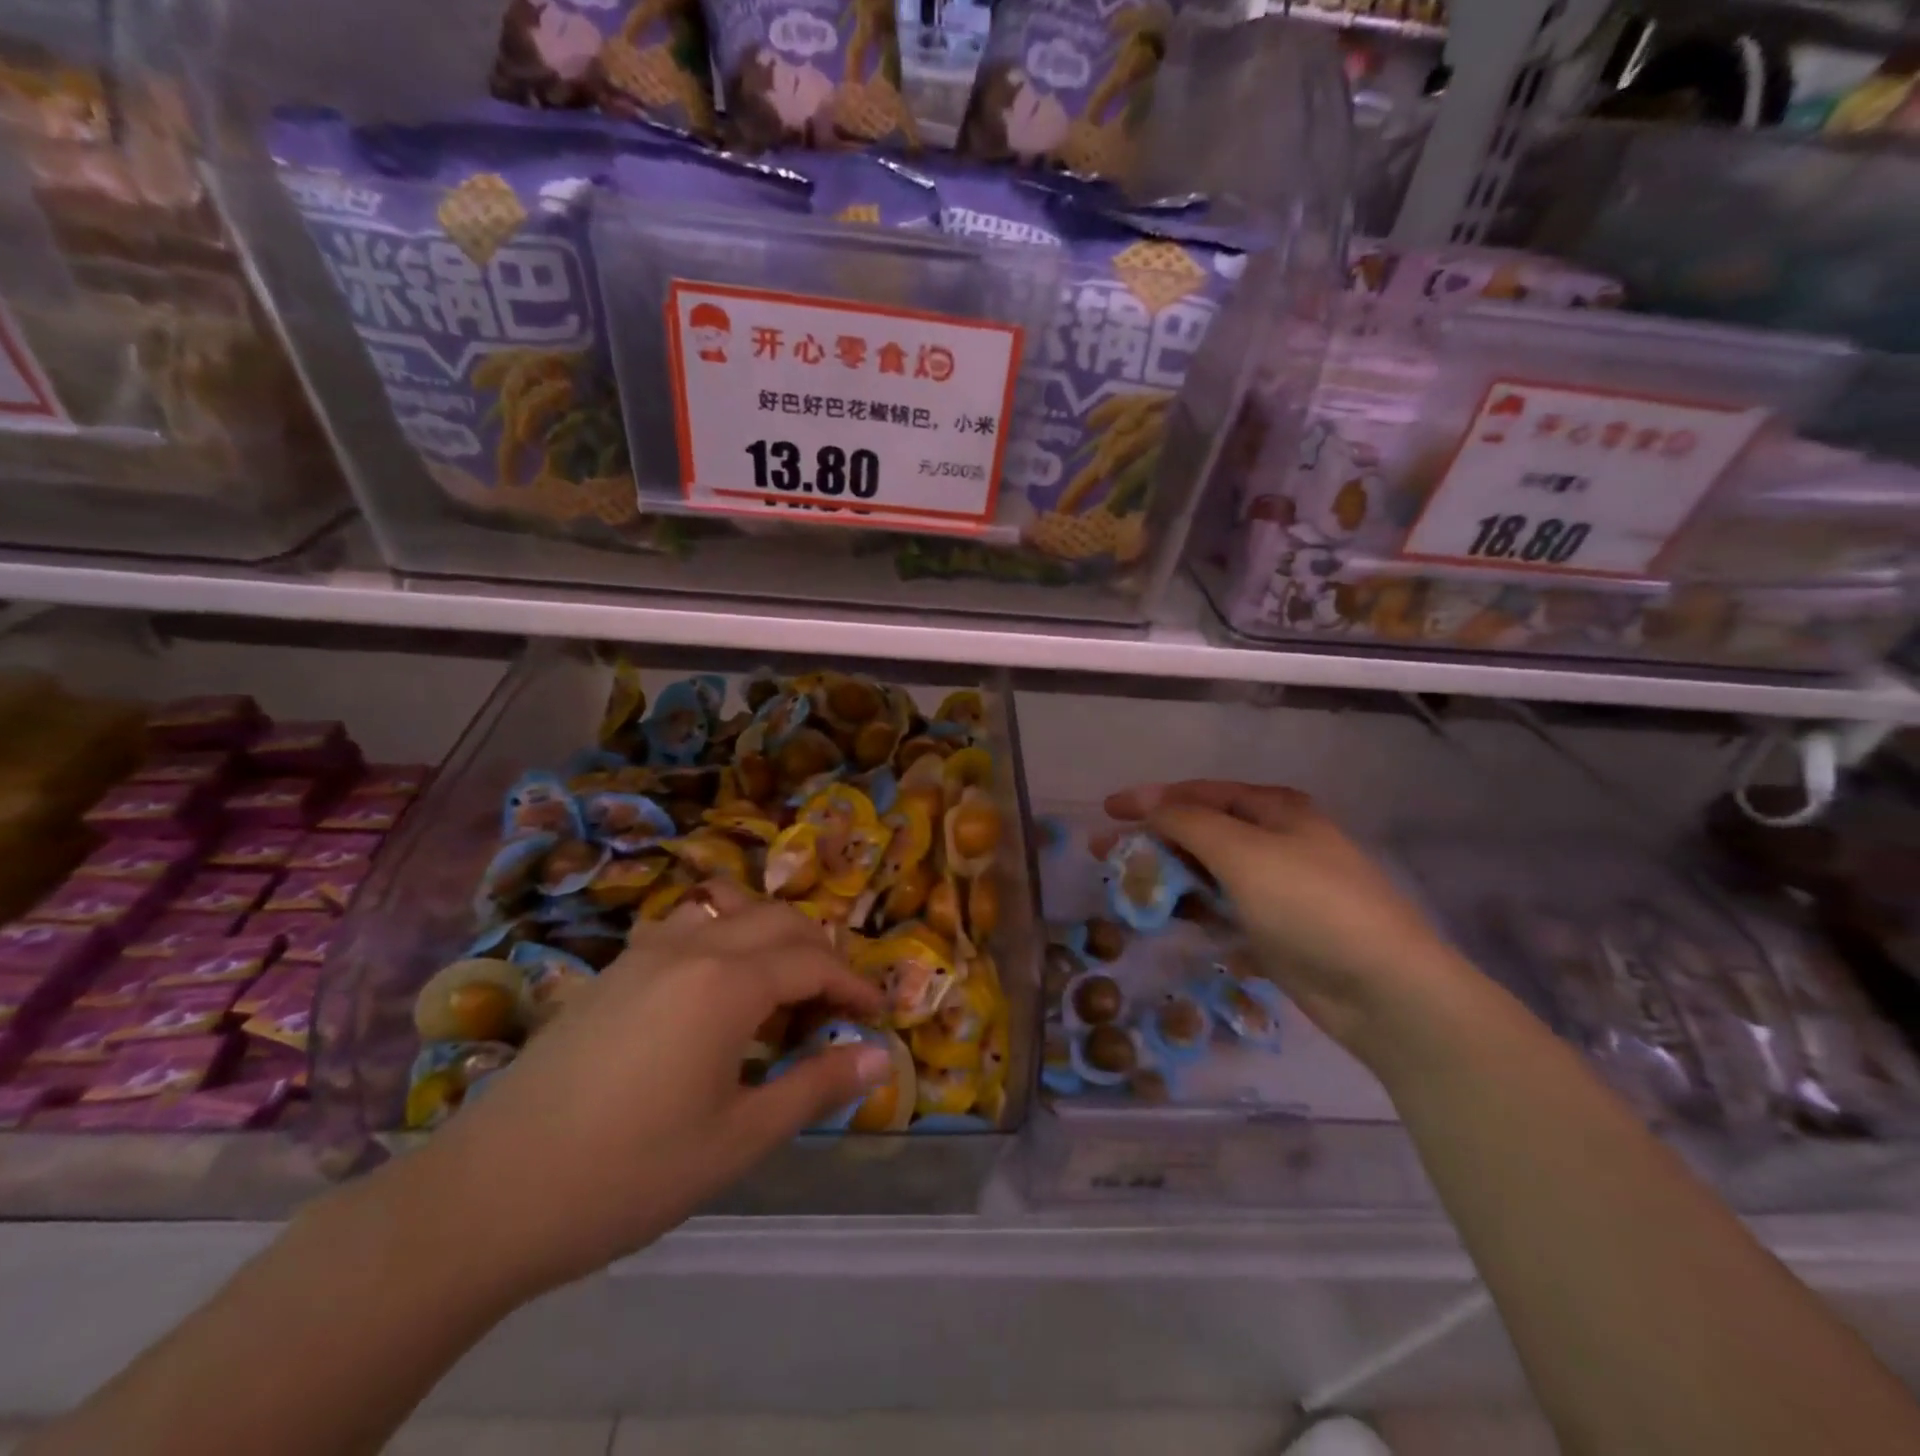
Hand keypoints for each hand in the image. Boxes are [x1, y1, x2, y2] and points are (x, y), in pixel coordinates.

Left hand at [414, 884, 887, 1298]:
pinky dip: (723, 937)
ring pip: (728, 910)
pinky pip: (686, 926)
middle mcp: (690, 947)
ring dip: (769, 934)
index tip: (876, 1014)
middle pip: (776, 920)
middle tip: (836, 1003)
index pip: (812, 961)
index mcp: (727, 982)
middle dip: (819, 951)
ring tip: (782, 984)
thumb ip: (815, 1087)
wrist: (488, 1195)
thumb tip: (881, 1056)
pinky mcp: (612, 970)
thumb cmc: (629, 1173)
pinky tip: (715, 988)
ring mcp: (644, 952)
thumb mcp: (738, 1139)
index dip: (852, 984)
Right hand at [1104, 781, 1471, 1059]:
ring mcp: (1277, 887)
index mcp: (1274, 810)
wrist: (1384, 990)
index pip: (1198, 793)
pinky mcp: (1276, 929)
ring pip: (1209, 873)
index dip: (1149, 799)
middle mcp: (1275, 841)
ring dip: (1170, 877)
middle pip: (1201, 831)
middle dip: (1153, 840)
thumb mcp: (1243, 852)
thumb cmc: (1310, 904)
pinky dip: (1194, 910)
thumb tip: (1149, 804)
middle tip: (1106, 856)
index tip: (1106, 812)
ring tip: (1129, 891)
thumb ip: (1189, 822)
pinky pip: (1222, 910)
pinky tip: (1168, 920)